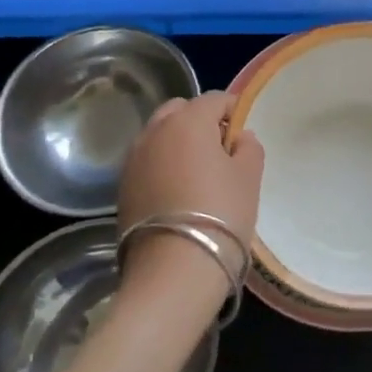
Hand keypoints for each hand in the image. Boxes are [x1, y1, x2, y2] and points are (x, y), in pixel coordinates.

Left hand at [118, 92, 263, 302]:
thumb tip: (238, 137)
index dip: (233, 112)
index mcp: (188, 121)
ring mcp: (133, 160)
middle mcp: (155, 132)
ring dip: (178, 144)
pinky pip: (147, 163)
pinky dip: (162, 167)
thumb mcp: (250, 177)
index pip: (215, 99)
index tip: (244, 136)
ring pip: (159, 136)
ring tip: (197, 175)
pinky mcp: (121, 188)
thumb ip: (249, 147)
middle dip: (200, 122)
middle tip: (220, 152)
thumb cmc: (221, 214)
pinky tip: (177, 195)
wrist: (173, 272)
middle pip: (180, 111)